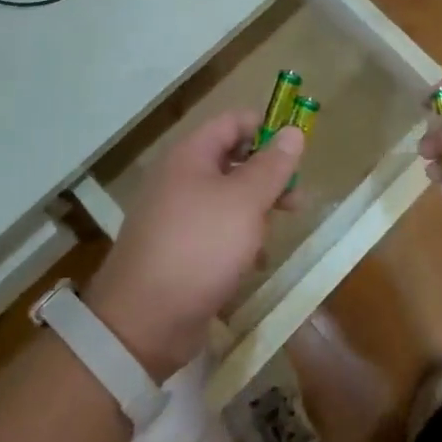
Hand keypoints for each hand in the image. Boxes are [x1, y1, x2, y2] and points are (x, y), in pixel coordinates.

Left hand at [85, 112, 302, 382]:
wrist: (145, 320)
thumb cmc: (200, 246)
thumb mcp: (245, 201)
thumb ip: (272, 166)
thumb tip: (293, 130)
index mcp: (191, 155)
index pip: (233, 122)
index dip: (267, 129)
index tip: (297, 152)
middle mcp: (180, 178)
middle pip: (233, 160)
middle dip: (268, 177)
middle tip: (297, 200)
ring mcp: (177, 216)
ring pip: (228, 199)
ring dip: (256, 213)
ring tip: (274, 235)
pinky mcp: (179, 250)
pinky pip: (217, 232)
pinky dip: (239, 242)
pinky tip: (254, 263)